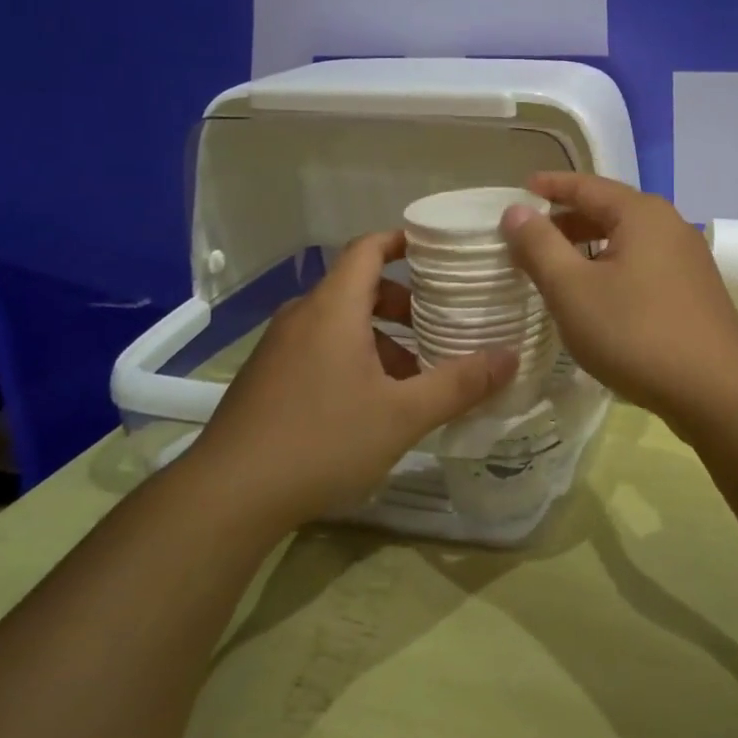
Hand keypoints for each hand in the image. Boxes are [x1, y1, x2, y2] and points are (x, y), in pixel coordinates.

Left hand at [188, 231, 516, 530]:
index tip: (437, 251)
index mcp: (333, 308)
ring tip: (411, 375)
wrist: (226, 496)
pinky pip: (318, 347)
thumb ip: (459, 384)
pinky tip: (369, 404)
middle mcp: (303, 316)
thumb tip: (511, 357)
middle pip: (357, 287)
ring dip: (378, 336)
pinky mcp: (265, 377)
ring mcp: (278, 347)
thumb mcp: (403, 415)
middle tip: (436, 324)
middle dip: (401, 302)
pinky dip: (350, 356)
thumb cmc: (322, 440)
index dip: (402, 241)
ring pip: (338, 322)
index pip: (368, 249)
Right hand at [499, 173, 737, 419]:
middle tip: (529, 237)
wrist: (718, 392)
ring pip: (626, 240)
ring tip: (555, 269)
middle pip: (608, 210)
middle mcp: (669, 225)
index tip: (519, 190)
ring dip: (588, 248)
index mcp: (641, 213)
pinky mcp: (694, 291)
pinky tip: (596, 298)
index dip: (550, 187)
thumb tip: (516, 211)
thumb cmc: (636, 332)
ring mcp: (687, 259)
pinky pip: (643, 265)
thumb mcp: (573, 289)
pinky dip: (612, 268)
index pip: (586, 185)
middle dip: (566, 221)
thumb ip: (540, 246)